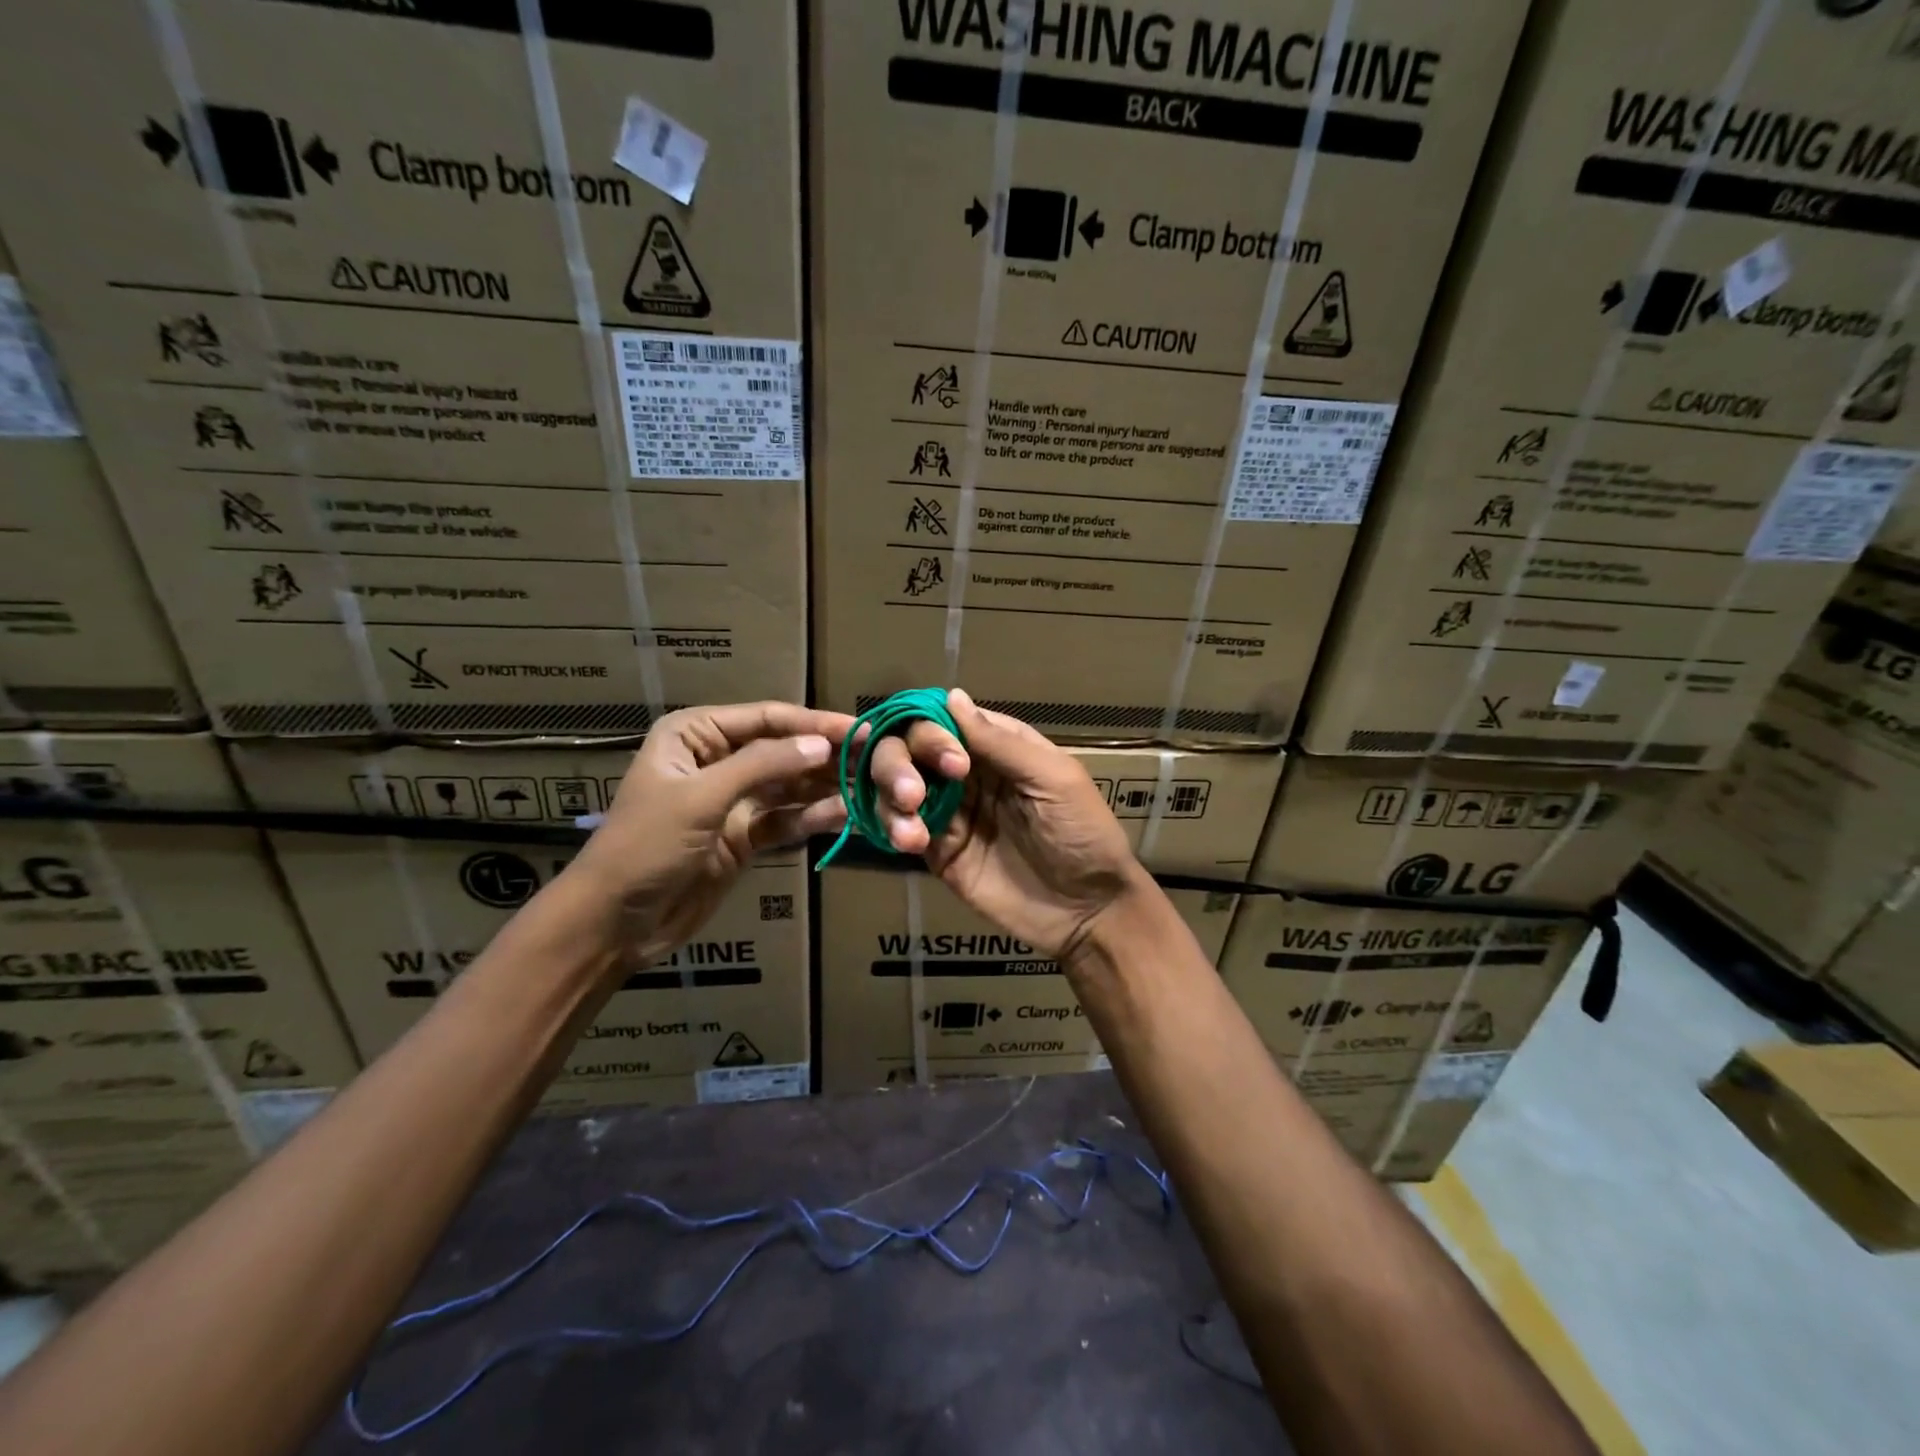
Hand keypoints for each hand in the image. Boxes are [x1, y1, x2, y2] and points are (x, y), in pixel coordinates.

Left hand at [569, 701, 852, 964]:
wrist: (614, 923)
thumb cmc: (645, 846)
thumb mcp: (701, 797)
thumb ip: (763, 766)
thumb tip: (823, 745)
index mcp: (696, 734)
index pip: (767, 719)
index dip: (814, 724)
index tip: (861, 729)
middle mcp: (717, 760)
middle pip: (783, 750)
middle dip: (826, 756)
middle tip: (877, 760)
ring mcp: (733, 800)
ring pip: (789, 786)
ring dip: (825, 787)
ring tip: (871, 787)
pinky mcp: (743, 837)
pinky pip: (785, 820)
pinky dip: (812, 818)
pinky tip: (845, 815)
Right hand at [867, 689, 1147, 958]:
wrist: (1087, 911)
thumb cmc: (1083, 834)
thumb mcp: (1053, 779)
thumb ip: (1000, 742)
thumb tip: (951, 695)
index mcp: (996, 746)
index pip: (945, 719)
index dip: (932, 730)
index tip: (950, 763)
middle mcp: (965, 772)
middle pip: (909, 747)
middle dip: (898, 762)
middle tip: (912, 793)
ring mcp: (949, 811)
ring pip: (896, 786)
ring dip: (889, 795)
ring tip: (910, 827)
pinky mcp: (937, 850)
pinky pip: (901, 828)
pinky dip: (894, 828)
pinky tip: (910, 841)